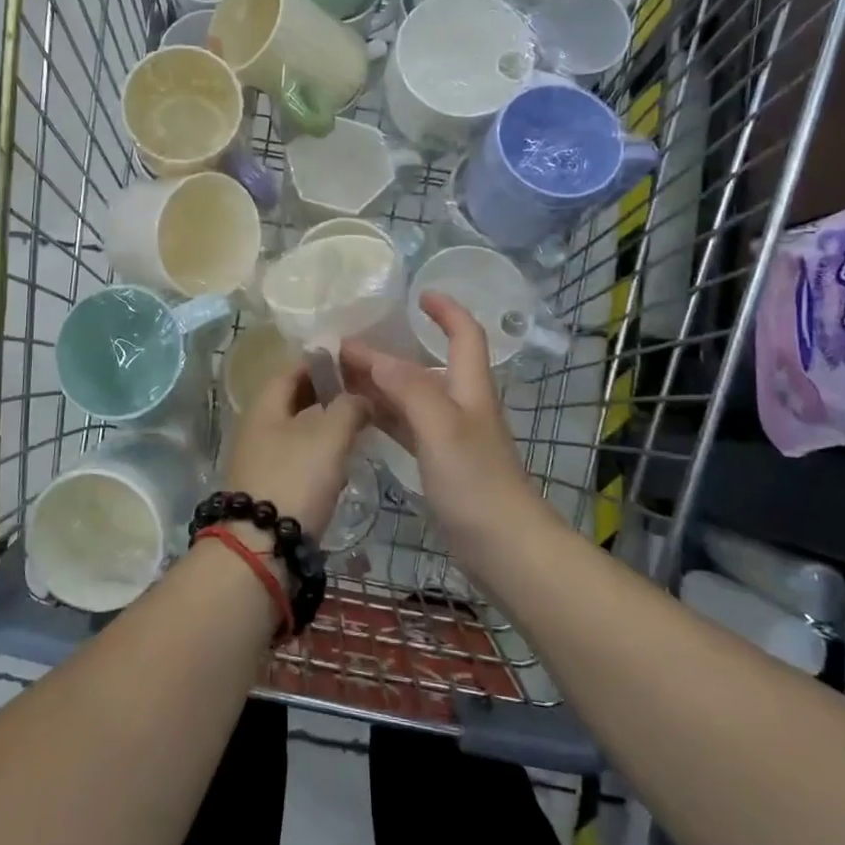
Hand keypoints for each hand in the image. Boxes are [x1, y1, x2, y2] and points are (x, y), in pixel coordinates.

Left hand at [224, 360, 369, 538]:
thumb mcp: (329, 436)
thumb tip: (361, 396)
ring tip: (359, 427)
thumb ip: (349, 407)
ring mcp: (259, 458)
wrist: (261, 547)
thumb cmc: (295, 479)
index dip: (322, 362)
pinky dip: (318, 454)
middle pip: (293, 400)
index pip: (292, 369)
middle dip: (327, 395)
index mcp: (264, 405)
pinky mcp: (267, 487)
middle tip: (362, 395)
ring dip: (325, 426)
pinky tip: (341, 463)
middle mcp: (256, 426)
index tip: (353, 363)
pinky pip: (296, 458)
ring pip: (296, 430)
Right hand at [341, 293, 541, 555]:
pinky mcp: (439, 463)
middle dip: (390, 350)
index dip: (446, 310)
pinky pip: (404, 426)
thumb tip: (374, 356)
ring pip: (410, 396)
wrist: (505, 548)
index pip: (465, 334)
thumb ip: (410, 389)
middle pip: (425, 365)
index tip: (417, 295)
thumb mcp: (442, 428)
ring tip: (339, 375)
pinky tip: (356, 414)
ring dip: (379, 382)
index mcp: (469, 388)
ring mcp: (449, 436)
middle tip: (345, 344)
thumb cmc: (477, 482)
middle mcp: (460, 405)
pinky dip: (382, 414)